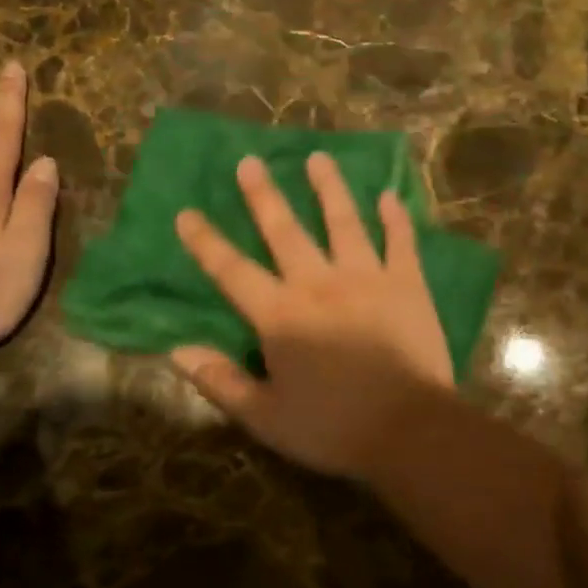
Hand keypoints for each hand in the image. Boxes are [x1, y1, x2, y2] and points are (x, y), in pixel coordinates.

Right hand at [171, 153, 452, 476]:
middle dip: (264, 195)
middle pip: (285, 231)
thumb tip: (176, 352)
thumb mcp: (266, 417)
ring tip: (318, 157)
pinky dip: (394, 218)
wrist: (410, 430)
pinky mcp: (408, 284)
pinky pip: (400, 241)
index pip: (233, 271)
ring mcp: (367, 278)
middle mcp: (319, 284)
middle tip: (250, 160)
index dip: (206, 242)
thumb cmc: (333, 428)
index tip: (187, 213)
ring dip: (329, 188)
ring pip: (344, 222)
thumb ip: (221, 382)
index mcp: (281, 315)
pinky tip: (388, 196)